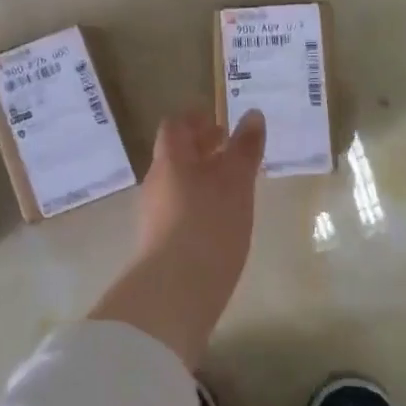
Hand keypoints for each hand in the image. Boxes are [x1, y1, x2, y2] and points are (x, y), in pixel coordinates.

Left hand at [90, 109, 266, 368]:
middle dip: (202, 149)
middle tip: (231, 151)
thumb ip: (244, 148)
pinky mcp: (159, 242)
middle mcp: (156, 182)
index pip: (176, 126)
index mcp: (170, 160)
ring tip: (233, 186)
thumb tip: (252, 114)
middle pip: (175, 155)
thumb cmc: (209, 224)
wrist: (175, 291)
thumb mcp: (236, 182)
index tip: (221, 123)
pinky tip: (220, 220)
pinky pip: (179, 209)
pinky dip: (199, 203)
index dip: (196, 119)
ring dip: (201, 177)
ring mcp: (154, 214)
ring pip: (177, 183)